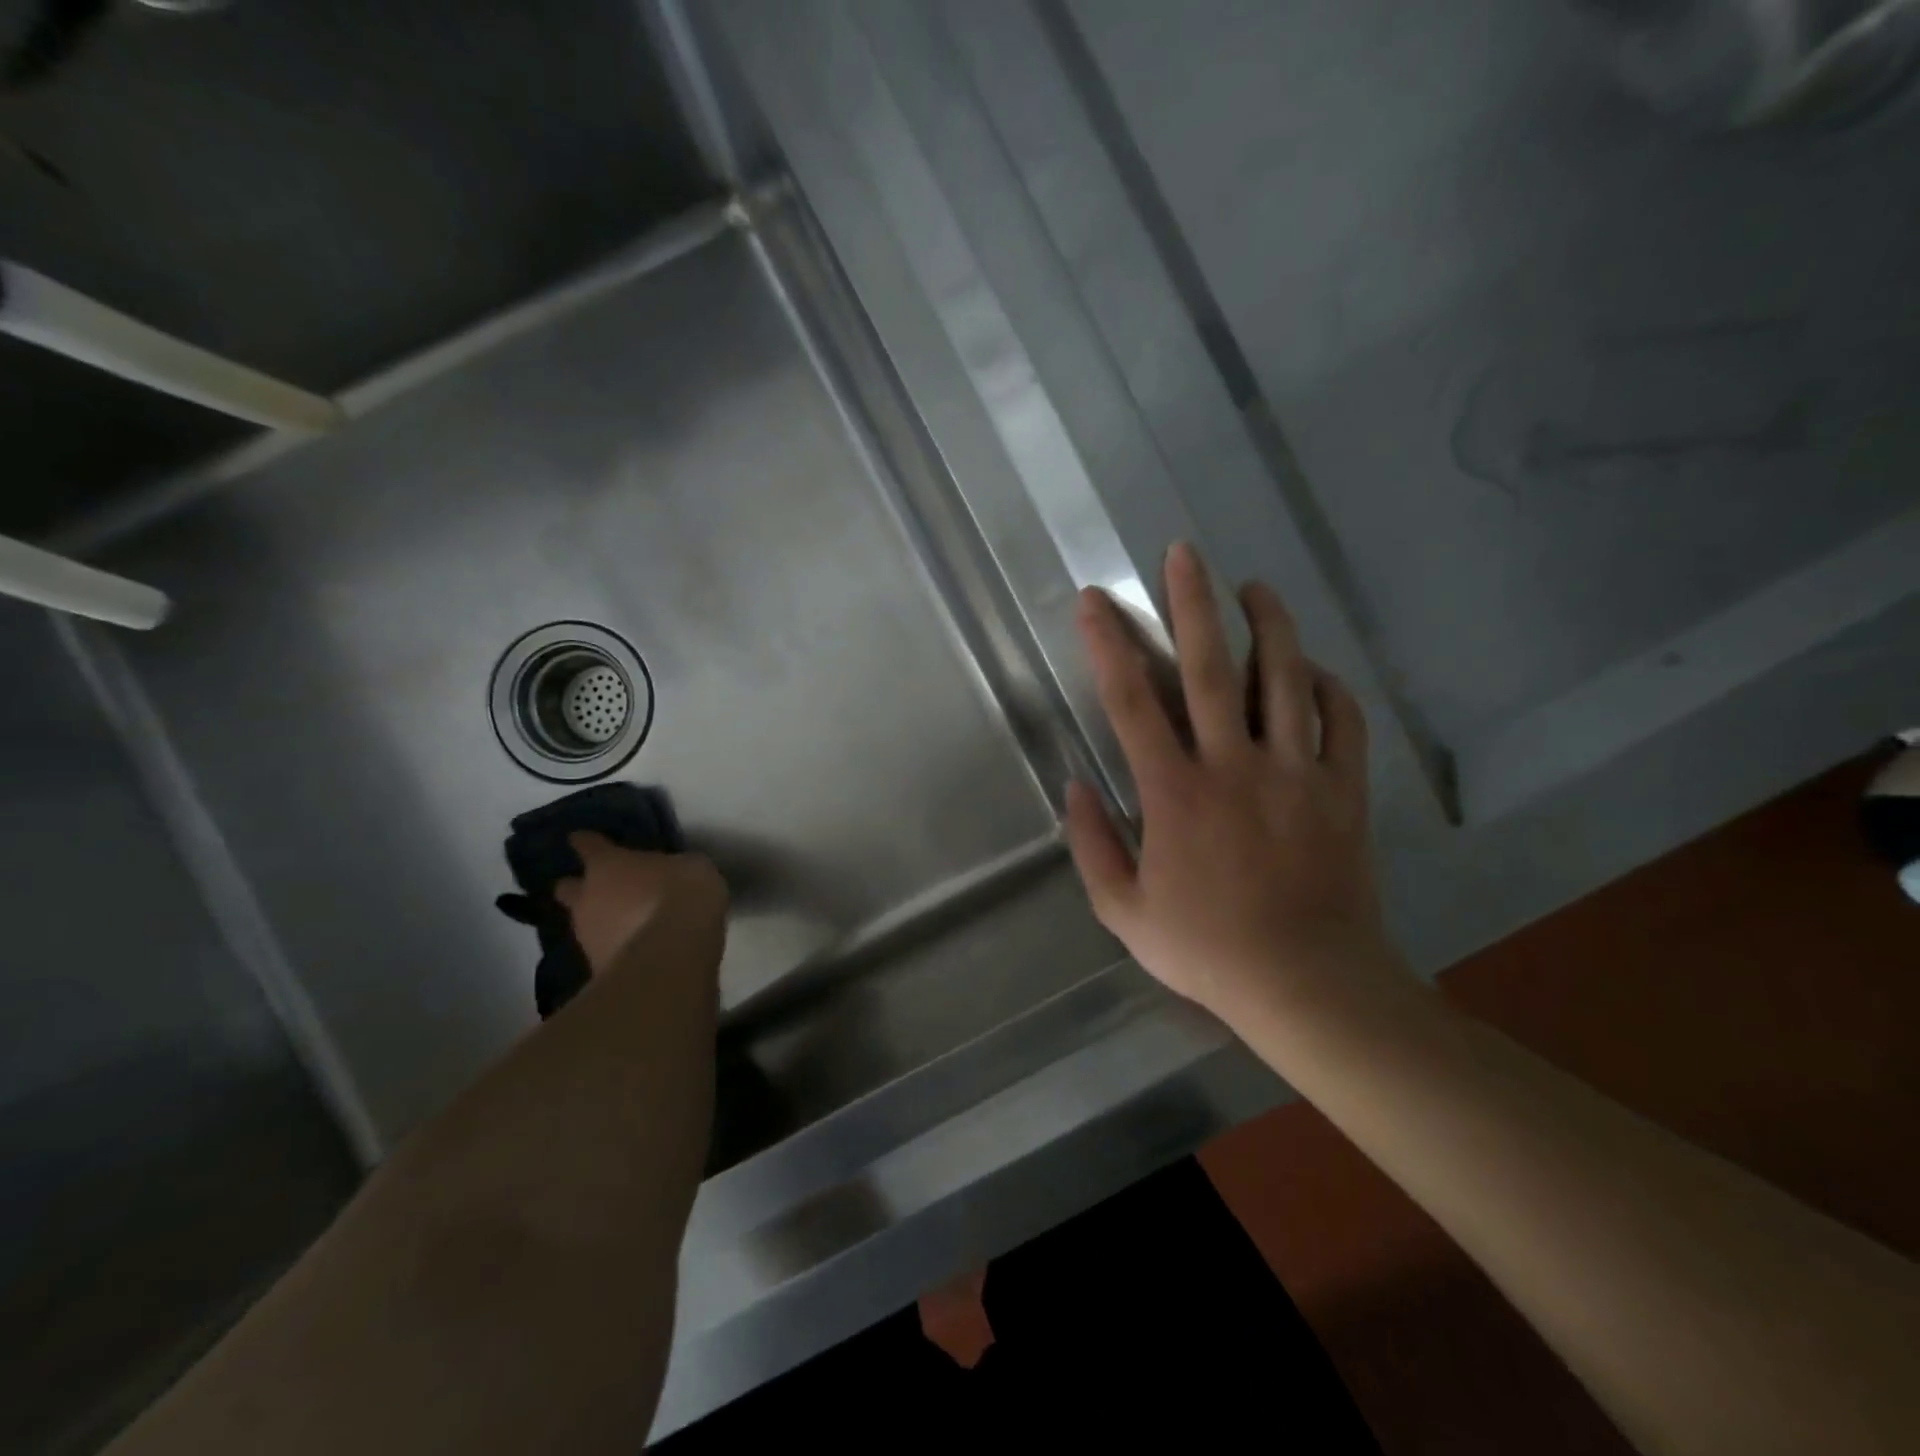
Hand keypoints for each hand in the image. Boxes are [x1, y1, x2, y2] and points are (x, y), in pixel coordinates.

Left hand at [553, 832, 728, 976]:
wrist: (672, 954)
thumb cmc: (681, 894)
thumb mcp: (691, 867)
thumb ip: (673, 868)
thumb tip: (671, 873)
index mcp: (607, 864)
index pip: (587, 844)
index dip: (588, 842)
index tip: (584, 839)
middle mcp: (587, 897)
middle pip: (568, 888)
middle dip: (579, 888)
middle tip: (602, 889)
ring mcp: (587, 936)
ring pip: (583, 923)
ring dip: (600, 922)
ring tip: (626, 925)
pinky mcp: (596, 969)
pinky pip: (603, 951)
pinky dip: (615, 949)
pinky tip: (637, 950)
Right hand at [1065, 543, 1394, 1020]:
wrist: (1308, 984)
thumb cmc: (1207, 948)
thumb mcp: (1123, 910)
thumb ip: (1092, 844)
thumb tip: (1075, 786)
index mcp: (1175, 793)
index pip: (1131, 701)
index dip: (1109, 643)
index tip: (1096, 600)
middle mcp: (1234, 766)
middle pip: (1211, 667)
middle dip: (1192, 603)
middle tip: (1184, 552)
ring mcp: (1296, 773)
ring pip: (1286, 678)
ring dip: (1270, 624)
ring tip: (1255, 588)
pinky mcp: (1344, 789)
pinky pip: (1341, 719)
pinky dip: (1327, 684)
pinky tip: (1311, 667)